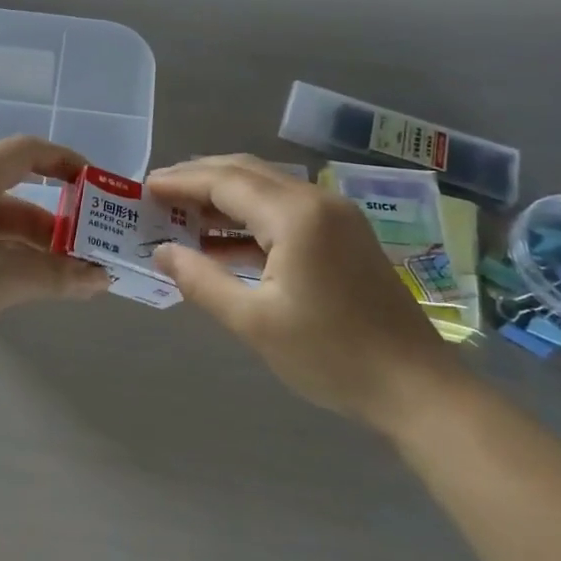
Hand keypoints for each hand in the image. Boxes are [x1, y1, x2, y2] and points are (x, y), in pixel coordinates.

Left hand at [0, 136, 109, 365]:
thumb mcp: (2, 281)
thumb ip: (56, 275)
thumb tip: (102, 278)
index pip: (25, 151)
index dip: (65, 160)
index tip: (97, 187)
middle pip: (17, 187)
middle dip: (58, 214)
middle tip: (92, 241)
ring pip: (2, 219)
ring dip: (37, 241)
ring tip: (72, 272)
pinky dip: (14, 255)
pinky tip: (33, 283)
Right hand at [146, 155, 461, 431]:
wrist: (416, 387)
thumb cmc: (331, 356)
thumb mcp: (255, 322)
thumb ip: (202, 281)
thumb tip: (162, 252)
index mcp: (296, 215)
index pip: (226, 182)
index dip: (181, 182)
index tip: (144, 187)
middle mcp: (317, 201)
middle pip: (246, 173)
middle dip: (199, 179)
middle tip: (158, 193)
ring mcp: (335, 216)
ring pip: (266, 189)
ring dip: (223, 198)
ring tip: (181, 214)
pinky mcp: (344, 235)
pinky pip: (285, 210)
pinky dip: (249, 218)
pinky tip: (223, 241)